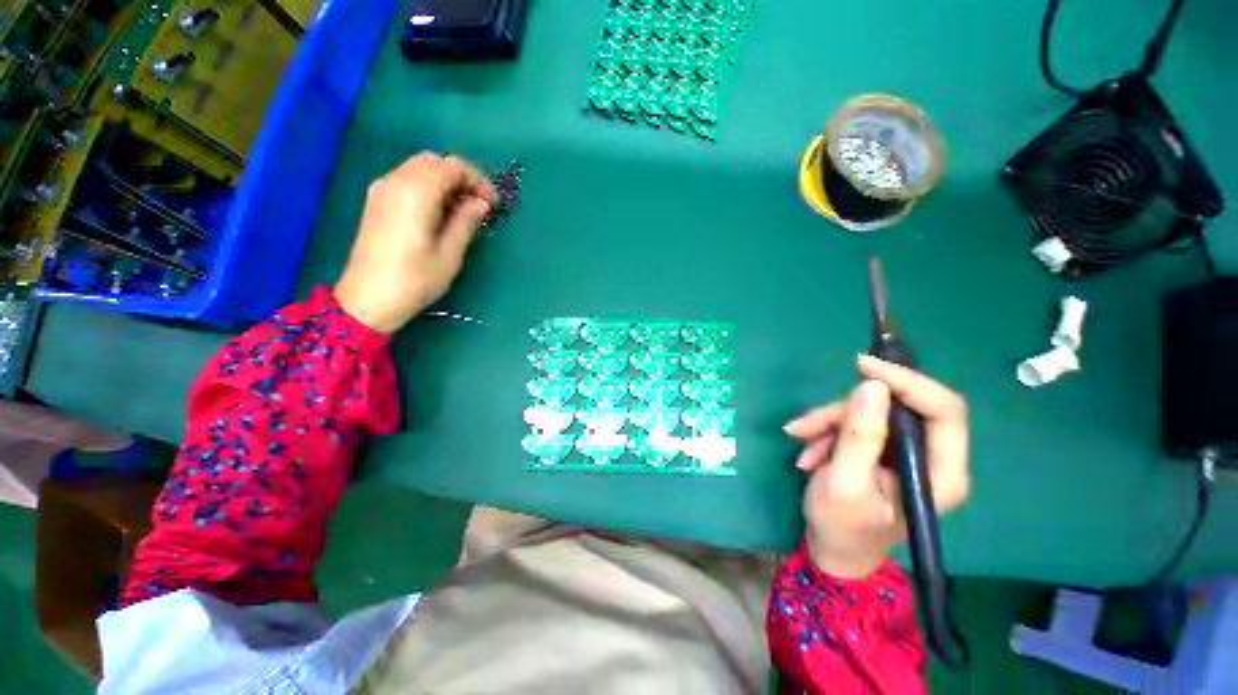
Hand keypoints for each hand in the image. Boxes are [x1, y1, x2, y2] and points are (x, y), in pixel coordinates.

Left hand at [335, 152, 496, 332]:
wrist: (369, 299)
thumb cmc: (415, 280)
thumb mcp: (450, 254)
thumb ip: (466, 222)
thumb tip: (480, 203)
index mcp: (416, 193)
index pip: (452, 167)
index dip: (478, 180)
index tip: (493, 203)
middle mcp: (396, 182)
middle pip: (434, 162)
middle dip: (461, 178)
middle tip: (479, 205)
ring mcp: (382, 190)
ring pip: (419, 169)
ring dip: (445, 182)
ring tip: (463, 211)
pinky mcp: (377, 201)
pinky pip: (407, 180)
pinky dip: (428, 188)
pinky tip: (440, 213)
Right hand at [783, 354, 970, 578]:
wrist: (833, 550)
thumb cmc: (842, 525)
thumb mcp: (844, 481)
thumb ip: (860, 435)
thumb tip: (872, 385)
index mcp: (941, 472)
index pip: (944, 409)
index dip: (907, 381)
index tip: (862, 365)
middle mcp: (931, 457)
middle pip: (898, 407)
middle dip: (847, 410)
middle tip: (808, 424)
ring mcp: (906, 452)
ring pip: (871, 412)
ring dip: (830, 422)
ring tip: (800, 440)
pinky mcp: (883, 449)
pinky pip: (857, 422)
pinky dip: (828, 430)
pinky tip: (808, 450)